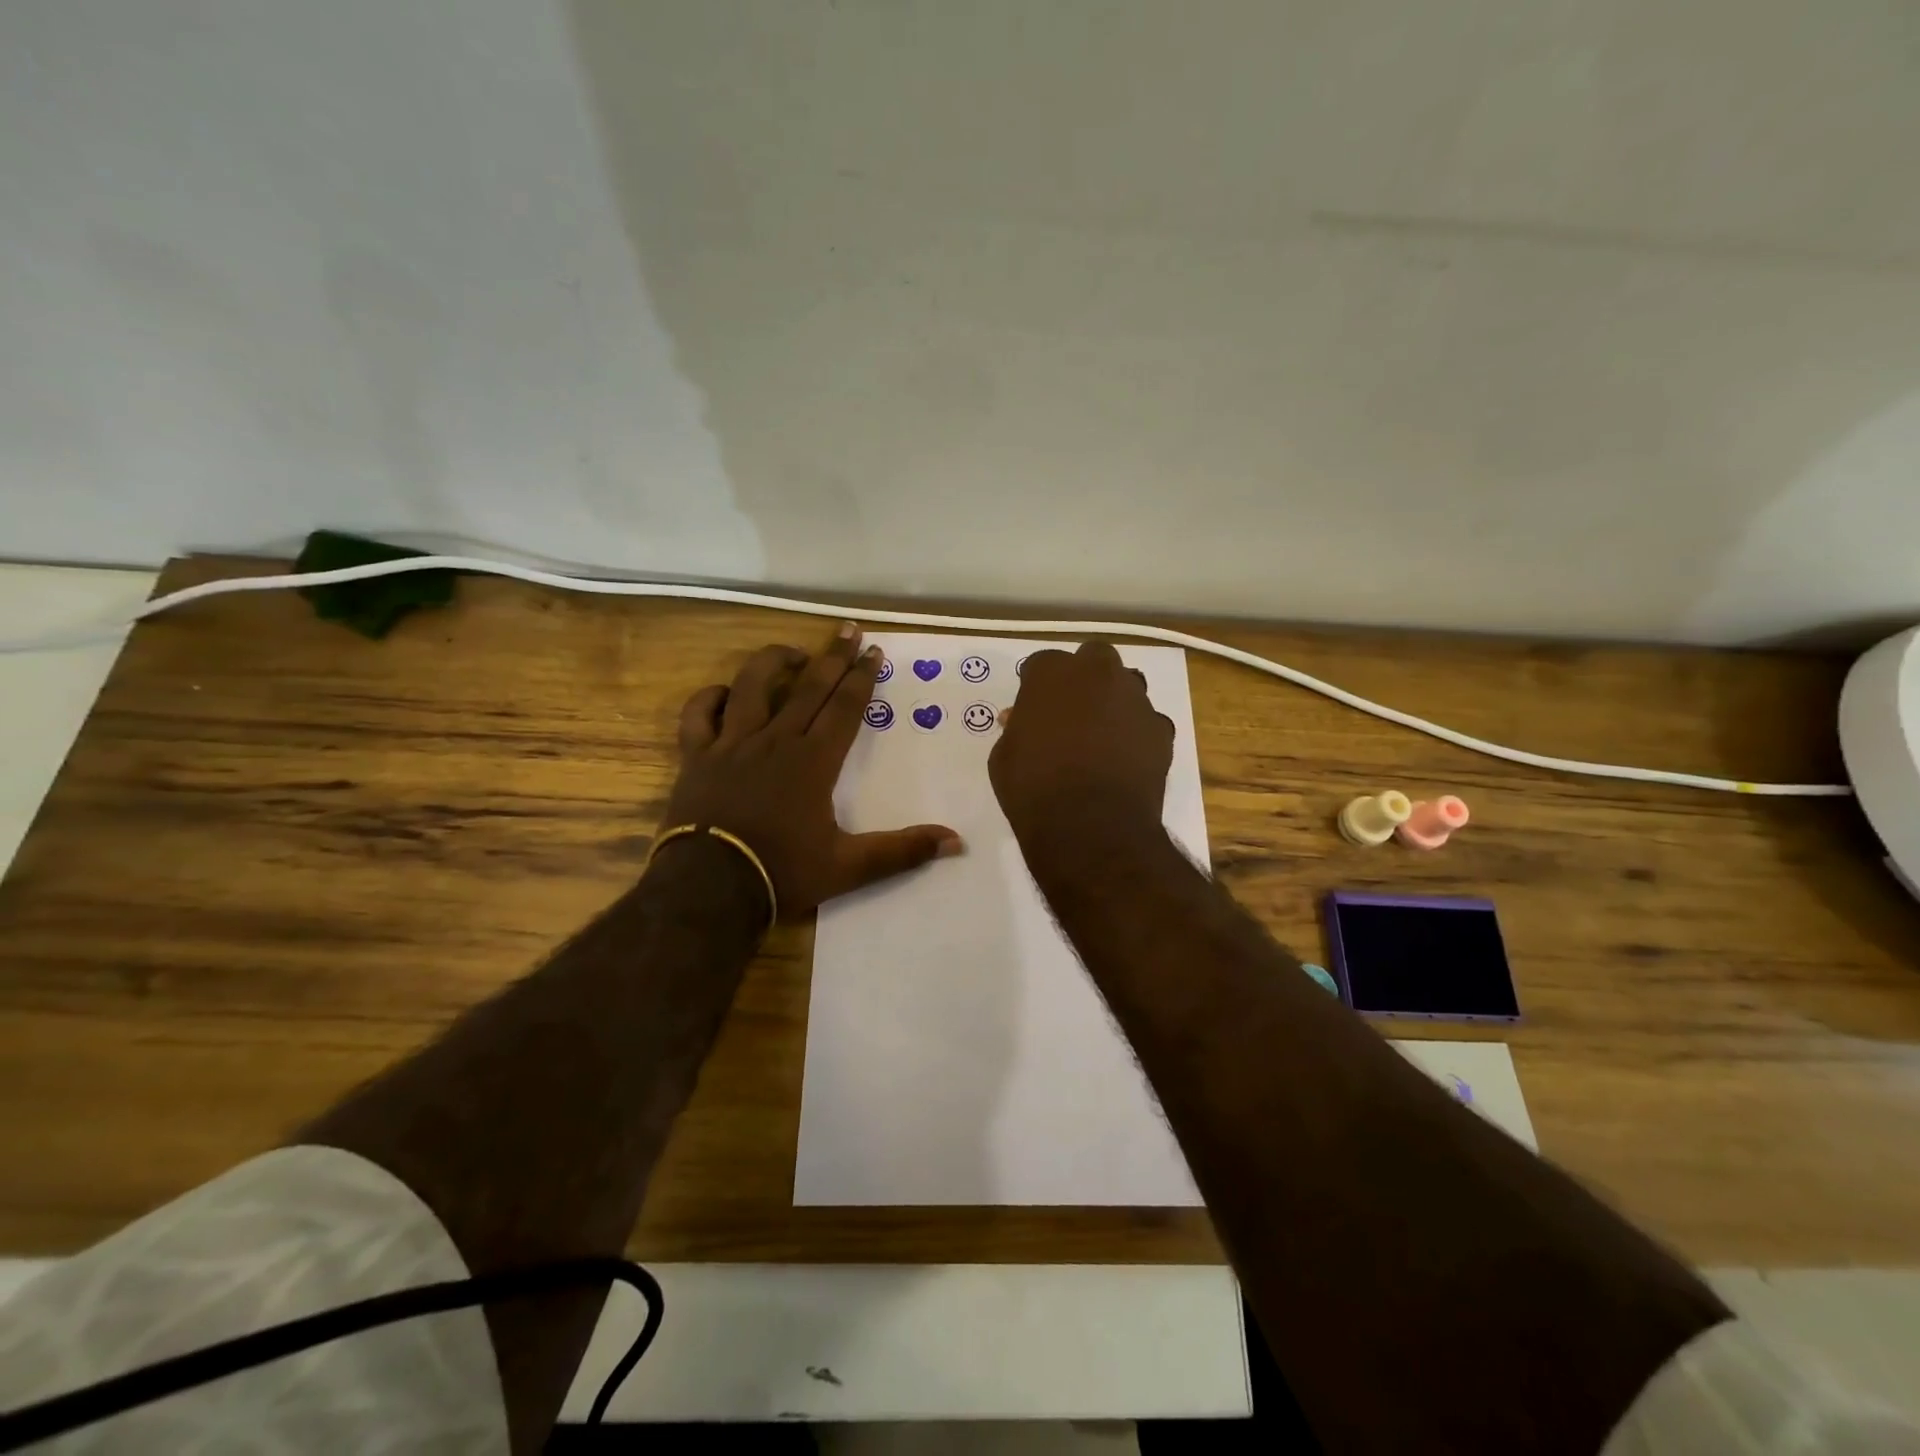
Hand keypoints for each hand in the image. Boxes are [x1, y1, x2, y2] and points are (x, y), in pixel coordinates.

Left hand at [662, 624, 963, 918]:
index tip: (875, 651)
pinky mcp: (697, 756)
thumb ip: (902, 851)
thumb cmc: (782, 873)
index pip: (844, 707)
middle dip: (832, 656)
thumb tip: (956, 843)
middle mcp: (775, 740)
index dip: (862, 677)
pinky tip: (723, 693)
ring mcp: (732, 744)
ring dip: (773, 662)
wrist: (708, 889)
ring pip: (751, 685)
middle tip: (848, 630)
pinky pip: (699, 714)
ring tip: (793, 652)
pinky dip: (710, 697)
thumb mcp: (849, 868)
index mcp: (813, 761)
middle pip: (808, 687)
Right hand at [989, 641, 1173, 844]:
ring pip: (1128, 684)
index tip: (1032, 708)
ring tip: (1101, 733)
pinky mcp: (1161, 729)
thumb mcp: (1003, 756)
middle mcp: (1098, 674)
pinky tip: (1125, 758)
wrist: (1090, 826)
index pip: (1042, 664)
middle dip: (1084, 676)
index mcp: (1052, 673)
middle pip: (1094, 658)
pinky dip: (1137, 734)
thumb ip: (1016, 728)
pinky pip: (1148, 722)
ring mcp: (1135, 699)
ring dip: (1114, 699)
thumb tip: (1022, 720)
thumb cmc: (1033, 787)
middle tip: (1071, 709)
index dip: (1036, 686)